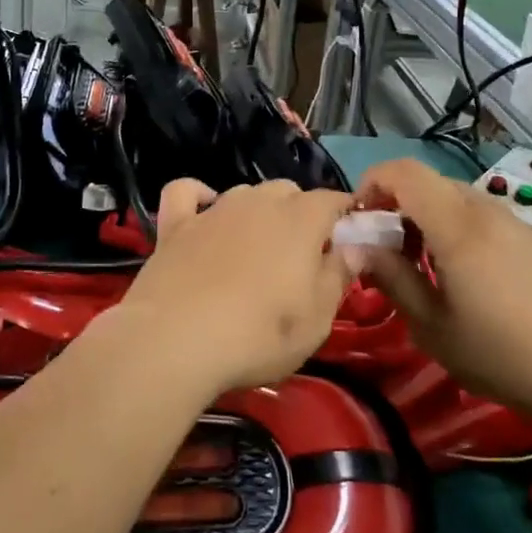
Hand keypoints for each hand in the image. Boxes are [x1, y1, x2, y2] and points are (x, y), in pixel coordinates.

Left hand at [112, 179, 357, 399]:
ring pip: (245, 193)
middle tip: (301, 258)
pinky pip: (186, 193)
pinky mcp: (175, 225)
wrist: (175, 340)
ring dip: (257, 211)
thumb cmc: (258, 335)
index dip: (344, 216)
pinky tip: (202, 213)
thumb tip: (356, 246)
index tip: (349, 240)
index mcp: (301, 219)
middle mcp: (258, 201)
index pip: (332, 200)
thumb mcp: (316, 319)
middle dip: (301, 214)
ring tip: (256, 248)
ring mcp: (214, 209)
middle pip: (288, 192)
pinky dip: (198, 198)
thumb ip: (338, 276)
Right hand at [355, 159, 531, 414]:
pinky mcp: (524, 235)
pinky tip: (454, 269)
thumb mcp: (432, 326)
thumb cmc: (500, 354)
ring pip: (449, 195)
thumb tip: (358, 245)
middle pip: (425, 182)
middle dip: (393, 203)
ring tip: (416, 263)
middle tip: (383, 250)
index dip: (372, 183)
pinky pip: (473, 211)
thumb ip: (392, 277)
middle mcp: (483, 210)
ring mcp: (508, 220)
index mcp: (457, 227)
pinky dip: (448, 224)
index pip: (404, 173)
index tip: (358, 222)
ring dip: (421, 215)